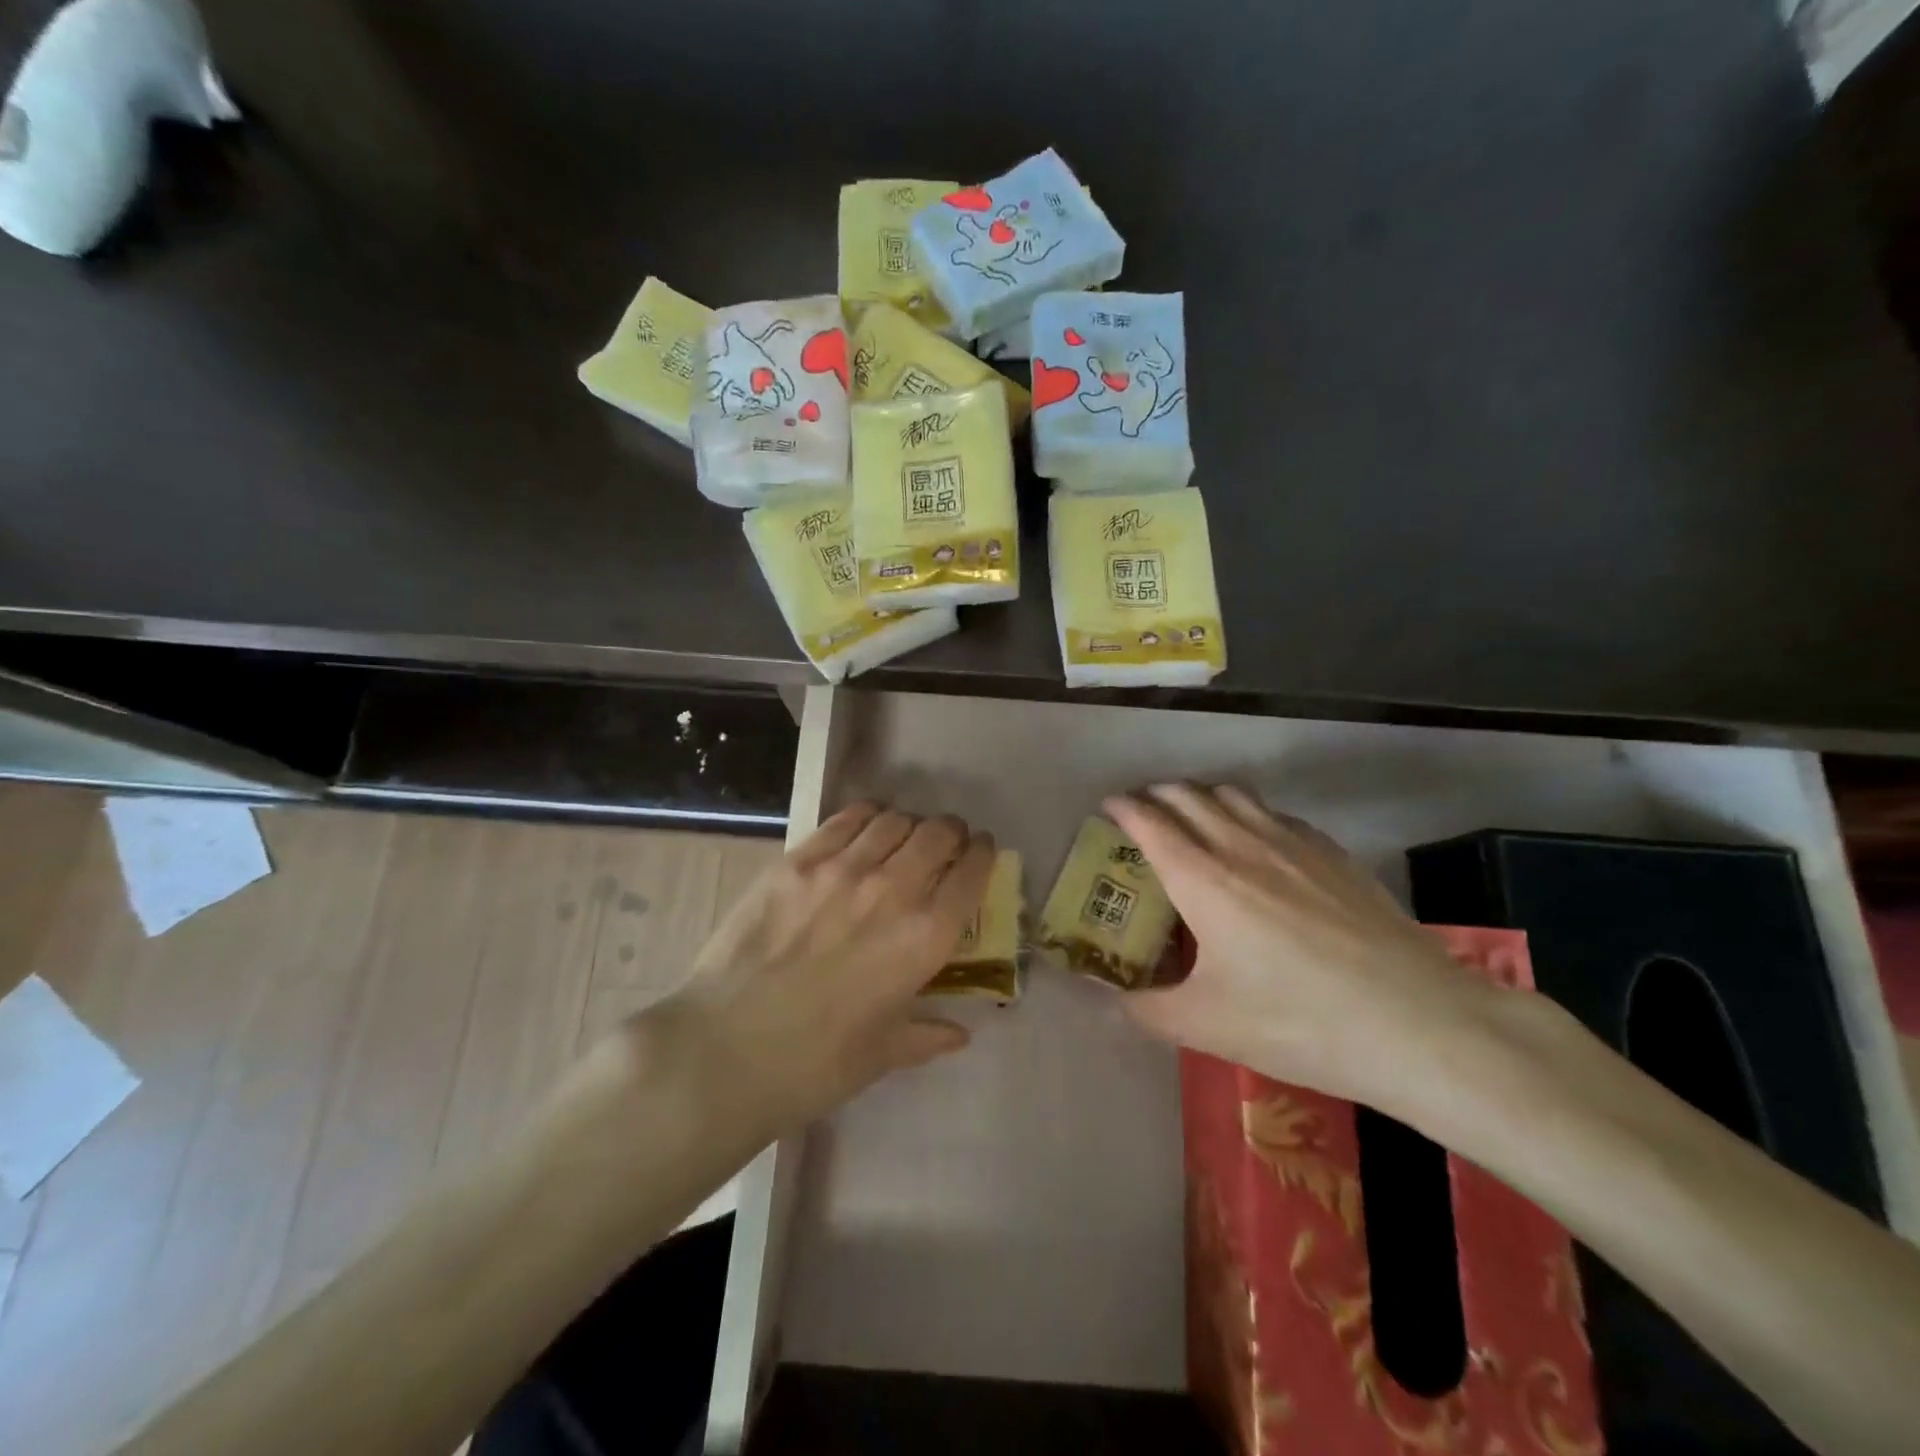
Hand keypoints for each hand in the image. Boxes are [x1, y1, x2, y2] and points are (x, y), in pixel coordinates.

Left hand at [656, 803, 995, 1141]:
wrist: (725, 1049)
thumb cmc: (815, 1063)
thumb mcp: (883, 1054)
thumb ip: (927, 1035)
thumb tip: (959, 1035)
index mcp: (925, 938)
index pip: (972, 873)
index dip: (983, 855)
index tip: (981, 853)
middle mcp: (893, 890)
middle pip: (938, 834)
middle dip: (951, 834)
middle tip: (944, 844)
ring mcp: (843, 868)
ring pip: (895, 820)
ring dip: (909, 825)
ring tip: (901, 838)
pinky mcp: (798, 859)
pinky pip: (846, 819)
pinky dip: (867, 817)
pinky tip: (864, 828)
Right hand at [1106, 783, 1499, 1109]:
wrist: (1417, 1022)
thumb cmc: (1298, 1021)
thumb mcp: (1207, 1027)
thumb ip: (1146, 1009)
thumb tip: (1109, 999)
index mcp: (1202, 878)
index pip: (1150, 821)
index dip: (1123, 808)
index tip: (1108, 807)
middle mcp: (1242, 844)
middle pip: (1189, 795)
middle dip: (1157, 794)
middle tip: (1142, 812)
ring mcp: (1293, 843)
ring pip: (1234, 794)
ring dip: (1202, 796)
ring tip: (1193, 818)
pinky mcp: (1334, 853)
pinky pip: (1275, 814)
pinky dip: (1249, 814)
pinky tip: (1259, 844)